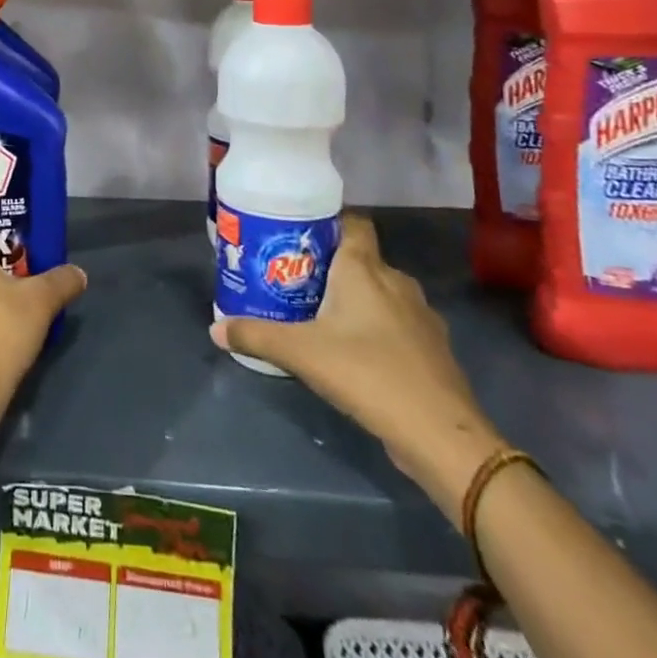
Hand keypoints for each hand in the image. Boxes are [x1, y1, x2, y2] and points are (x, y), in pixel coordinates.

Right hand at [212, 213, 505, 517]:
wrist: (442, 435)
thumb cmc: (367, 374)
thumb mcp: (301, 354)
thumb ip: (256, 336)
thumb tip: (214, 329)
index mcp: (364, 268)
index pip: (353, 222)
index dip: (328, 221)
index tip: (299, 233)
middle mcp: (396, 281)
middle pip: (362, 259)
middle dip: (332, 267)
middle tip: (297, 279)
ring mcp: (421, 315)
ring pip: (382, 293)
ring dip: (357, 300)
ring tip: (322, 316)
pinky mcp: (433, 348)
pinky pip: (398, 323)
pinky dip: (379, 329)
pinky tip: (358, 353)